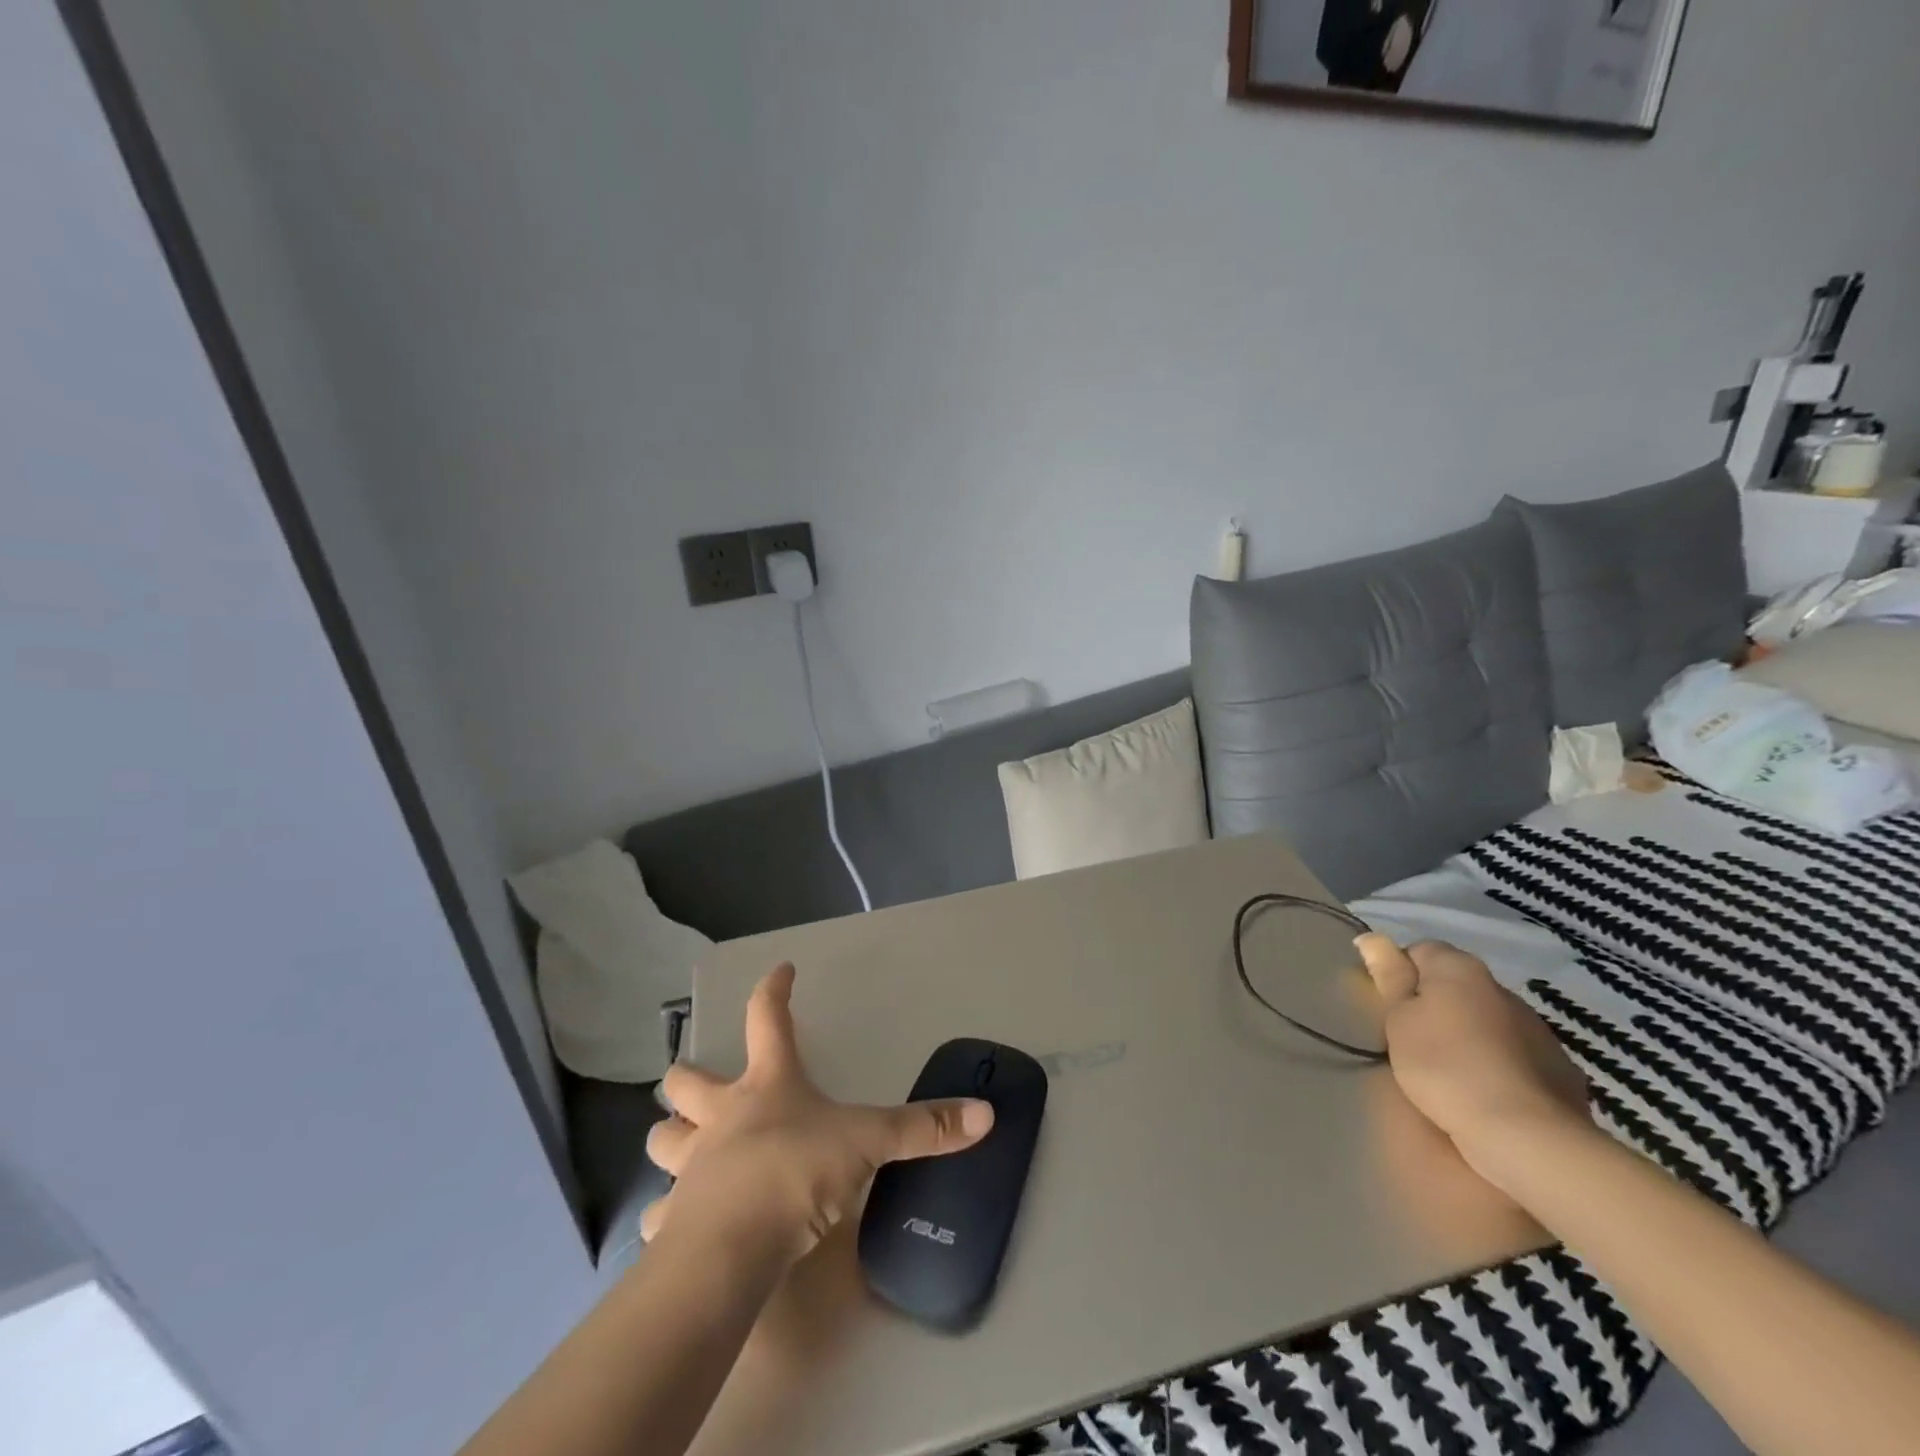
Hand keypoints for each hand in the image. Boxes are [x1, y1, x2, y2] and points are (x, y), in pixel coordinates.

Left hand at [642, 963, 994, 1263]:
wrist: (732, 1248)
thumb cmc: (797, 1171)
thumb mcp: (868, 1144)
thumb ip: (924, 1129)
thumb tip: (986, 1113)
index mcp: (767, 1085)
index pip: (767, 1018)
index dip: (774, 990)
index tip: (781, 969)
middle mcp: (722, 1116)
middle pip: (687, 1080)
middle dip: (688, 1076)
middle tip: (698, 1082)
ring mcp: (691, 1165)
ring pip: (662, 1140)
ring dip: (670, 1138)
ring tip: (682, 1146)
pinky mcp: (672, 1219)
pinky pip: (662, 1215)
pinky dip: (669, 1216)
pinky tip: (680, 1226)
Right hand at [1356, 935, 1591, 1191]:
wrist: (1525, 1136)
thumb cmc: (1444, 1067)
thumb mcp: (1398, 1020)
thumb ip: (1388, 977)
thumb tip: (1372, 937)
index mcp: (1460, 969)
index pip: (1420, 951)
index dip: (1400, 976)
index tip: (1390, 1010)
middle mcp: (1502, 988)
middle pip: (1456, 987)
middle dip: (1436, 1006)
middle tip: (1413, 1042)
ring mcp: (1538, 1029)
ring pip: (1488, 1021)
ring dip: (1470, 1035)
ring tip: (1451, 1073)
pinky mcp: (1562, 1069)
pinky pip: (1517, 1055)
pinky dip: (1501, 1065)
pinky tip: (1487, 1093)